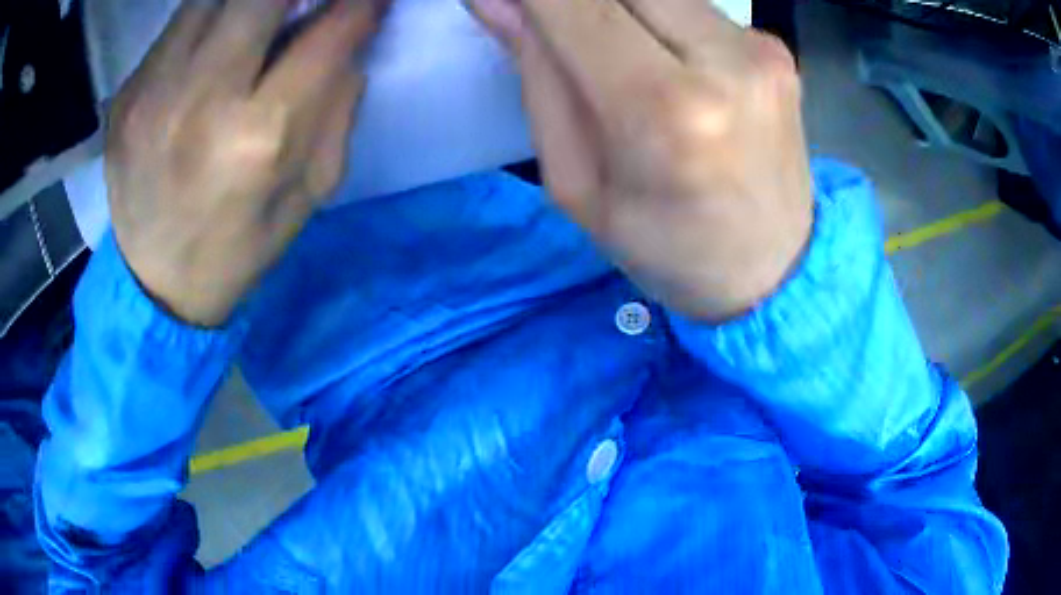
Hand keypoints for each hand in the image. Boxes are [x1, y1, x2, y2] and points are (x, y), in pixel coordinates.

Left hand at [106, 0, 386, 326]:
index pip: (329, 32)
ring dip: (246, 1)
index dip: (361, 3)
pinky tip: (214, 43)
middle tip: (305, 3)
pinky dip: (208, 18)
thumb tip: (349, 35)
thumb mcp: (311, 190)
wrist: (155, 285)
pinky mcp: (126, 94)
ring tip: (259, 17)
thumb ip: (336, 105)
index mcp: (259, 138)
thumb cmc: (240, 246)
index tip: (370, 0)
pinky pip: (177, 24)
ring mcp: (152, 91)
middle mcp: (201, 100)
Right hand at [471, 0, 812, 320]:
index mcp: (664, 111)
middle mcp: (724, 62)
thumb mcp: (575, 183)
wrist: (771, 268)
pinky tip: (662, 57)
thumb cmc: (664, 246)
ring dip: (615, 6)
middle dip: (572, 0)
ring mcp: (759, 49)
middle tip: (555, 30)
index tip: (505, 1)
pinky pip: (693, 6)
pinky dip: (656, 17)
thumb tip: (497, 1)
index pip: (576, 4)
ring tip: (609, 50)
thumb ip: (538, 78)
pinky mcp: (775, 47)